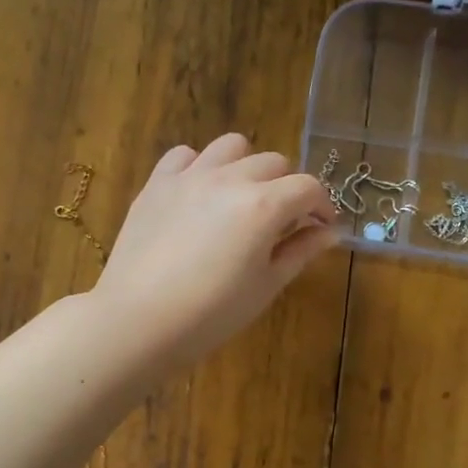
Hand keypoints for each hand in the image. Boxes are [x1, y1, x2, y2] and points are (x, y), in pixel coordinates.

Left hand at [92, 135, 337, 368]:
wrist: (138, 321)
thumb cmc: (211, 314)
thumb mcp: (266, 286)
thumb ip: (300, 251)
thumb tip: (329, 231)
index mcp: (263, 206)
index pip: (308, 187)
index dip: (323, 206)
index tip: (321, 227)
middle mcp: (230, 179)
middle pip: (273, 162)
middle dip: (287, 188)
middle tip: (282, 221)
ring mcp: (190, 176)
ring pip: (232, 146)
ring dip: (246, 166)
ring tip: (241, 197)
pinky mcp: (157, 183)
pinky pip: (184, 155)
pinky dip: (200, 166)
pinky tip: (200, 193)